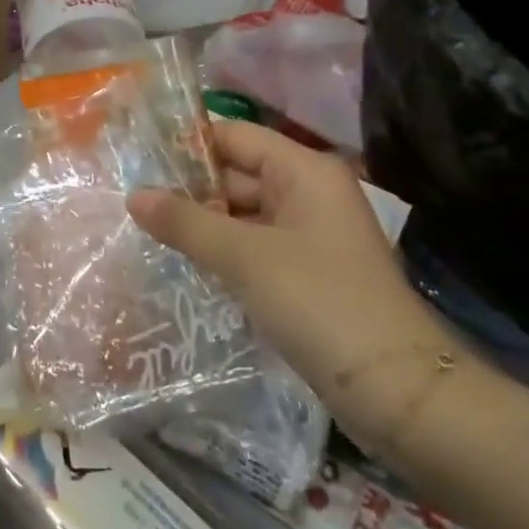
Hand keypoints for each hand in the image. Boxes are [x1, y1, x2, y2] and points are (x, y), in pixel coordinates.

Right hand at [129, 121, 461, 449]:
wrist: (398, 392)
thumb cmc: (319, 302)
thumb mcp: (244, 257)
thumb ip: (186, 222)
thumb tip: (133, 195)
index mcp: (303, 170)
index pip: (233, 137)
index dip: (187, 145)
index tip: (137, 159)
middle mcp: (308, 192)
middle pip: (237, 174)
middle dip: (188, 189)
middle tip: (130, 200)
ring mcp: (310, 235)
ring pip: (243, 214)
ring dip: (202, 223)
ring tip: (145, 230)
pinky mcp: (307, 274)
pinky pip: (254, 248)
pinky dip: (223, 251)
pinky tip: (184, 262)